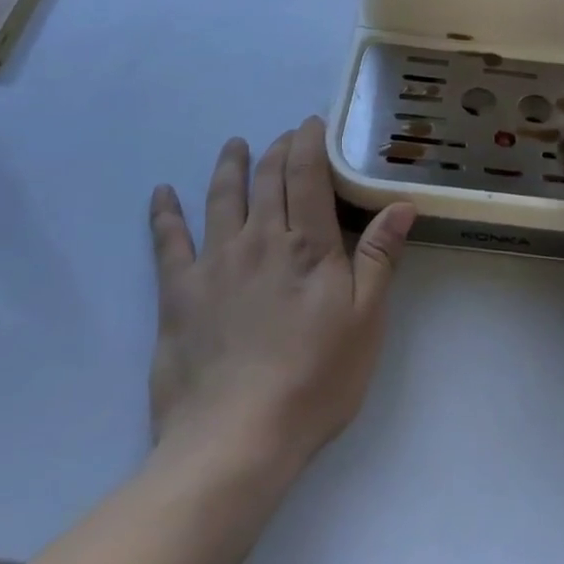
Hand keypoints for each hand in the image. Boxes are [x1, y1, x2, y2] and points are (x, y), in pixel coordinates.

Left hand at [147, 117, 414, 471]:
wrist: (235, 439)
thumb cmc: (314, 380)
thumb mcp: (365, 321)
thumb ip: (381, 257)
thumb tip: (402, 203)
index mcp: (307, 245)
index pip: (308, 173)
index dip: (309, 142)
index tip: (313, 124)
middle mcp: (260, 239)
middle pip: (267, 178)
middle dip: (278, 149)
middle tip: (284, 136)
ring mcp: (215, 262)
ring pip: (221, 197)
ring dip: (229, 166)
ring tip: (234, 146)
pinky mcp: (179, 292)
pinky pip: (168, 241)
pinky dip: (164, 213)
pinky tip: (161, 194)